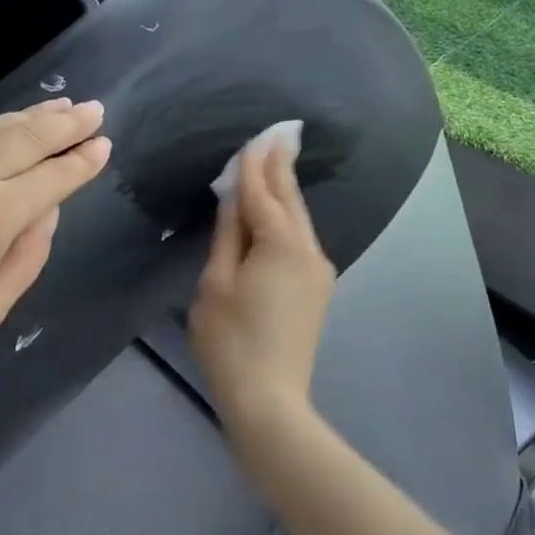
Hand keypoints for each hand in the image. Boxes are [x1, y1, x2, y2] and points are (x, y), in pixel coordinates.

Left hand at [0, 98, 109, 398]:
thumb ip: (29, 253)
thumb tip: (45, 212)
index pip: (51, 177)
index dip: (82, 161)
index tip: (104, 144)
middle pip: (22, 138)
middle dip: (63, 123)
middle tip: (93, 110)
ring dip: (27, 118)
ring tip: (56, 109)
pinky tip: (0, 133)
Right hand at [188, 134, 335, 427]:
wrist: (269, 400)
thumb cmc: (230, 341)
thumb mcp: (216, 284)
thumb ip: (228, 235)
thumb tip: (235, 199)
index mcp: (281, 244)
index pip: (263, 194)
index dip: (254, 167)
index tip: (255, 137)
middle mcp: (308, 250)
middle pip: (290, 201)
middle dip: (281, 168)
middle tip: (279, 135)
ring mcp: (318, 271)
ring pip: (298, 221)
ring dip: (285, 192)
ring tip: (276, 162)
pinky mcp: (317, 289)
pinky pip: (300, 241)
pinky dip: (287, 220)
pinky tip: (279, 211)